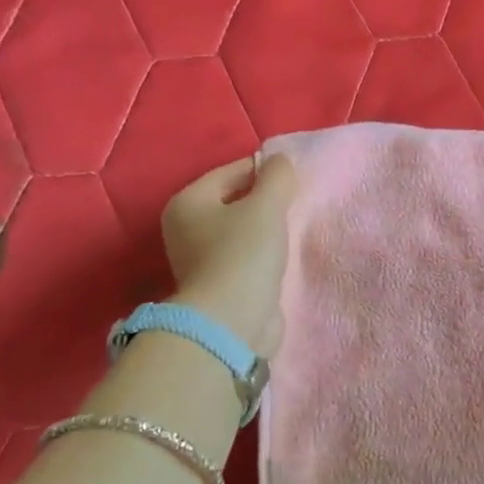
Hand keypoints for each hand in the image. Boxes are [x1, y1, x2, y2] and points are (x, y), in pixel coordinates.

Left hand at [161, 153, 295, 356]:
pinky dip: (265, 254)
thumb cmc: (244, 255)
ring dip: (267, 229)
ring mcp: (200, 260)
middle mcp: (185, 228)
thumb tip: (280, 162)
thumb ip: (277, 177)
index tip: (296, 179)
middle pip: (234, 202)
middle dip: (266, 201)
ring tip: (294, 229)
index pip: (231, 172)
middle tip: (298, 203)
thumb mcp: (266, 206)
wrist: (232, 322)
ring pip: (242, 231)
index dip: (265, 171)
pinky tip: (284, 257)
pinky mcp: (219, 285)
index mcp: (187, 202)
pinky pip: (246, 257)